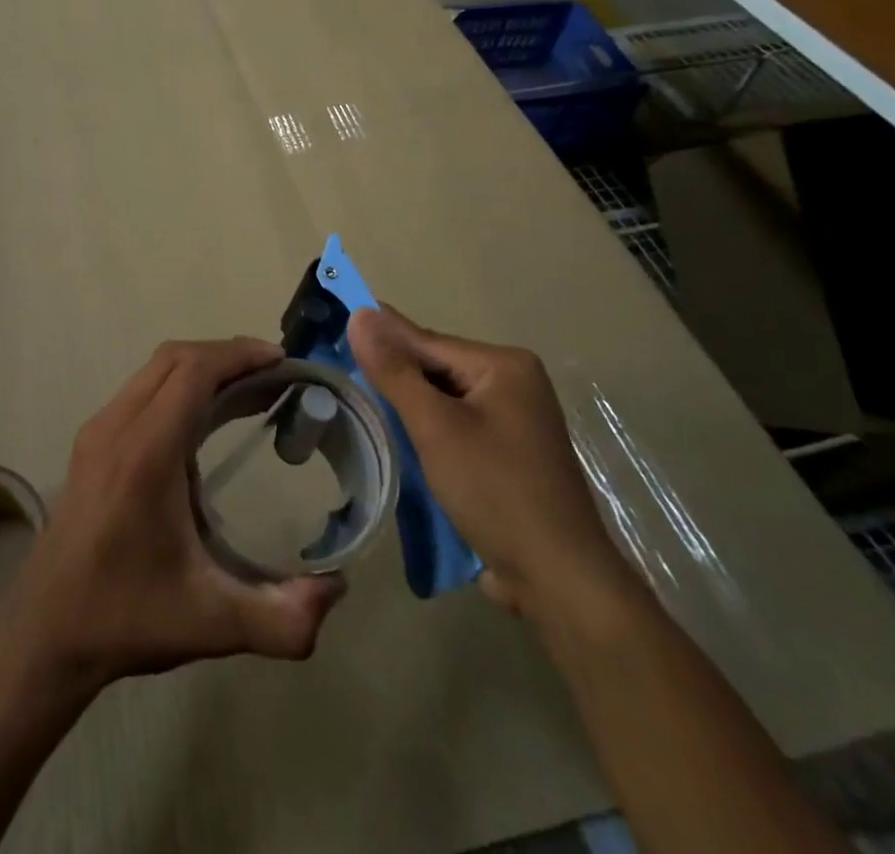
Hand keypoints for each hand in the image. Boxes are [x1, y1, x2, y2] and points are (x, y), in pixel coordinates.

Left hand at [0, 338, 346, 691]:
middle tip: (274, 373)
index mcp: (145, 454)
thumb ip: (282, 620)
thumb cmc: (126, 618)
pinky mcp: (91, 441)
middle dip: (227, 354)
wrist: (45, 632)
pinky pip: (141, 388)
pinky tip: (205, 417)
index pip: (193, 372)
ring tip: (249, 388)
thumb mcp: (211, 625)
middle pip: (174, 358)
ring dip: (202, 366)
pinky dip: (179, 383)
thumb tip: (338, 590)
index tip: (282, 360)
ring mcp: (98, 430)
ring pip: (154, 369)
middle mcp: (116, 427)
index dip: (238, 355)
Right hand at [348, 307, 634, 620]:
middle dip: (394, 376)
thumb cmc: (496, 491)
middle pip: (437, 369)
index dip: (381, 339)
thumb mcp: (436, 427)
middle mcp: (515, 383)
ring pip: (445, 399)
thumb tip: (361, 314)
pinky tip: (399, 436)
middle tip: (339, 371)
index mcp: (505, 365)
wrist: (558, 580)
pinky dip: (428, 429)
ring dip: (409, 405)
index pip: (428, 342)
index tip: (335, 327)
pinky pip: (458, 424)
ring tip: (359, 401)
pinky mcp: (510, 452)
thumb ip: (395, 371)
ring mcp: (516, 419)